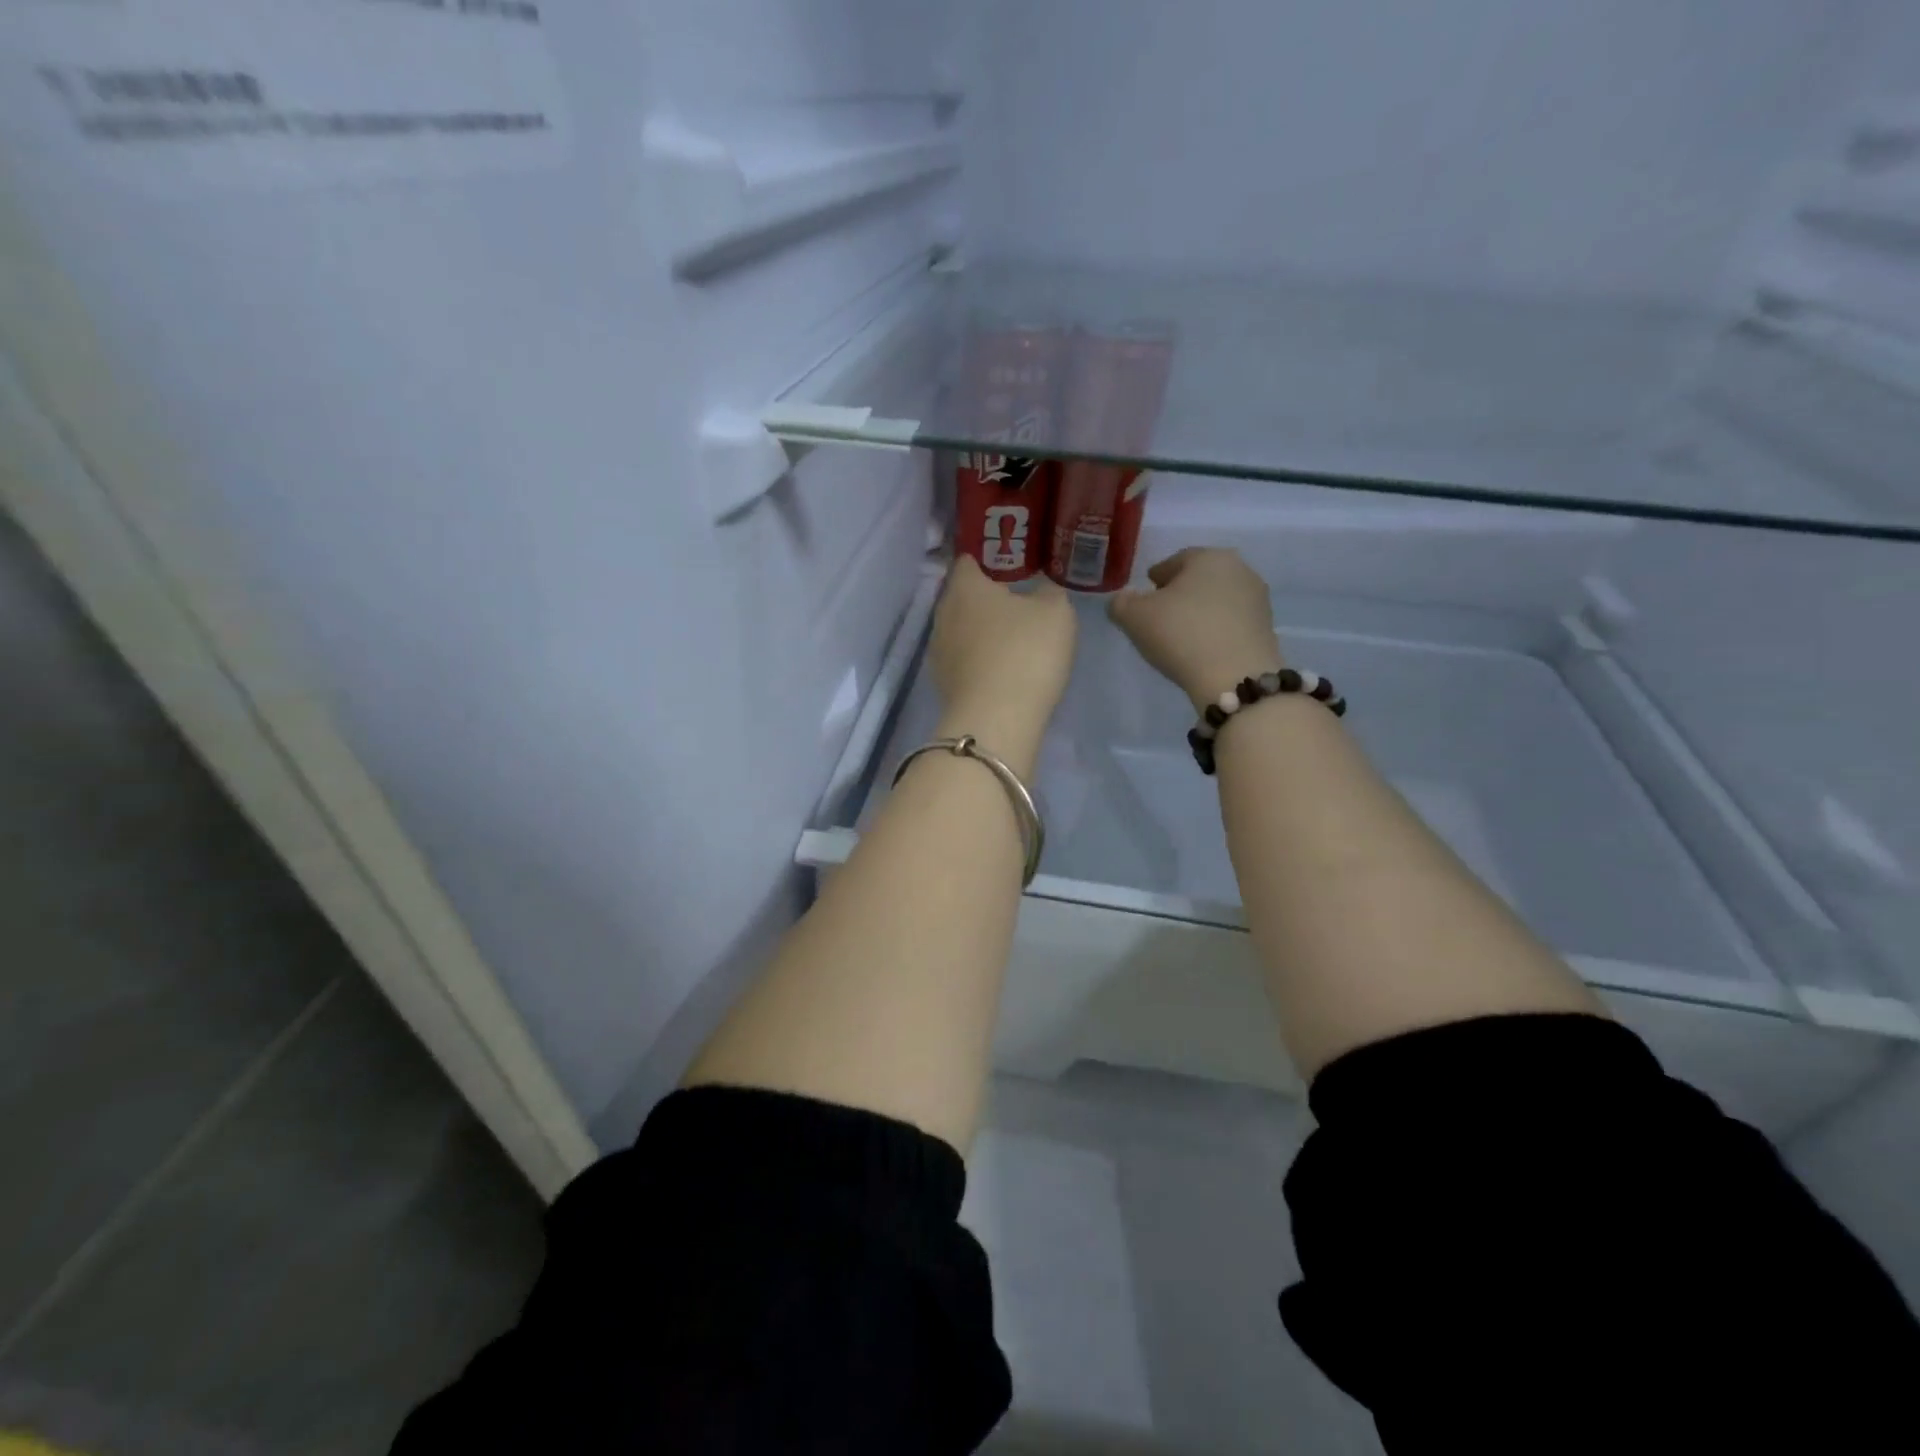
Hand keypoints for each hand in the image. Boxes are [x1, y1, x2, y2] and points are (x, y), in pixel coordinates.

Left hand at [931, 555, 1076, 749]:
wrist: (996, 720)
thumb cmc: (1025, 652)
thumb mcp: (1056, 612)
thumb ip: (1049, 593)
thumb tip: (1041, 591)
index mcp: (965, 587)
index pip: (969, 561)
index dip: (990, 560)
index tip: (1012, 566)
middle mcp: (942, 614)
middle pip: (963, 597)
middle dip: (986, 599)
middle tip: (1018, 603)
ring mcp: (938, 652)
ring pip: (961, 631)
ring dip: (982, 632)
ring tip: (1012, 640)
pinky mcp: (942, 684)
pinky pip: (963, 661)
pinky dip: (979, 661)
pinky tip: (1002, 670)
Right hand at [1108, 548, 1284, 709]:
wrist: (1235, 678)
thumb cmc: (1181, 635)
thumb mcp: (1134, 617)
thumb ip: (1121, 603)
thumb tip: (1123, 599)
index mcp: (1208, 556)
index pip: (1174, 561)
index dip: (1155, 578)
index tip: (1144, 596)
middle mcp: (1239, 569)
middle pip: (1200, 579)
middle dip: (1180, 593)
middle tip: (1159, 616)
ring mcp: (1257, 600)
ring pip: (1218, 600)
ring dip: (1199, 612)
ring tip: (1180, 635)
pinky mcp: (1266, 629)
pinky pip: (1231, 623)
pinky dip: (1215, 630)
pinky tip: (1202, 648)